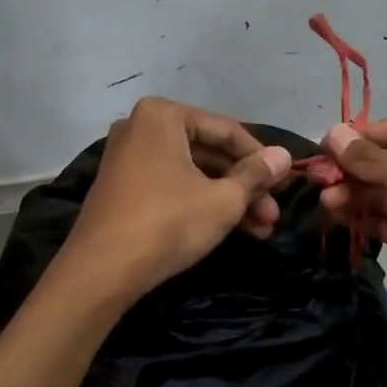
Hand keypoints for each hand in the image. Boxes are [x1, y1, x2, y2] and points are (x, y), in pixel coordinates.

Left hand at [57, 97, 292, 304]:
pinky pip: (172, 187)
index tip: (285, 183)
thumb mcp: (222, 200)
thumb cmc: (168, 222)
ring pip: (193, 174)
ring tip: (261, 230)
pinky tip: (231, 229)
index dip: (261, 159)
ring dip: (228, 200)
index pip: (227, 131)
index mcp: (163, 116)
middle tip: (273, 214)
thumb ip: (256, 175)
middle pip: (209, 153)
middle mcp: (141, 129)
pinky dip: (201, 204)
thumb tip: (284, 156)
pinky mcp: (123, 189)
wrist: (102, 271)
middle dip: (245, 186)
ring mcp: (128, 159)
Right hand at [316, 116, 386, 338]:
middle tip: (319, 178)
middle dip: (354, 170)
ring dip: (354, 195)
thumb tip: (331, 133)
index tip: (326, 145)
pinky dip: (364, 219)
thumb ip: (368, 158)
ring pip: (384, 195)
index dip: (363, 136)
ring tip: (325, 200)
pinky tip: (337, 217)